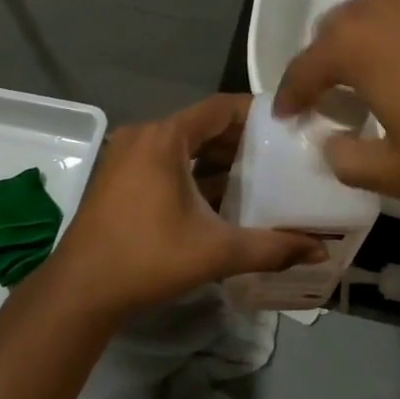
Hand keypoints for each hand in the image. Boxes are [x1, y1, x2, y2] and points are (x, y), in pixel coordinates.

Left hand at [41, 94, 325, 317]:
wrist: (80, 291)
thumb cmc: (148, 258)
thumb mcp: (215, 251)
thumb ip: (270, 248)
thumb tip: (319, 250)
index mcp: (165, 138)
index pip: (219, 107)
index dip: (255, 113)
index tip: (288, 125)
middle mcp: (144, 136)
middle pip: (202, 125)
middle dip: (240, 139)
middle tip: (280, 154)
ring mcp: (126, 155)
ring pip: (183, 145)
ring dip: (216, 158)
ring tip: (257, 175)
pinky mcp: (118, 176)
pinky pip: (164, 161)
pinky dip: (192, 171)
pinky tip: (218, 197)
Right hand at [273, 0, 399, 197]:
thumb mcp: (398, 170)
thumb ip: (348, 162)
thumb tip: (331, 146)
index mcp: (353, 43)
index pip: (302, 68)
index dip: (290, 95)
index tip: (286, 114)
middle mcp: (380, 5)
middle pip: (334, 31)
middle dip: (326, 63)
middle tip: (336, 96)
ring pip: (378, 16)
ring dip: (369, 45)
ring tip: (387, 78)